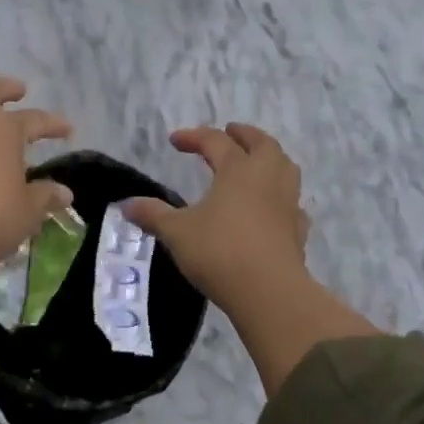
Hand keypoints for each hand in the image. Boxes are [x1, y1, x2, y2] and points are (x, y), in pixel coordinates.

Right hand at [124, 123, 376, 395]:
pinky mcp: (298, 229)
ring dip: (270, 158)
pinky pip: (292, 202)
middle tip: (230, 132)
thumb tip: (126, 205)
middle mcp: (267, 177)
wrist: (268, 291)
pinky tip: (272, 207)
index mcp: (238, 169)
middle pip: (262, 144)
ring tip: (255, 162)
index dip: (194, 137)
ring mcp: (288, 202)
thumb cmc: (219, 252)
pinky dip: (281, 197)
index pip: (215, 141)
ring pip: (285, 167)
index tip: (175, 140)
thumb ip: (153, 215)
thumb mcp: (177, 232)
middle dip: (245, 135)